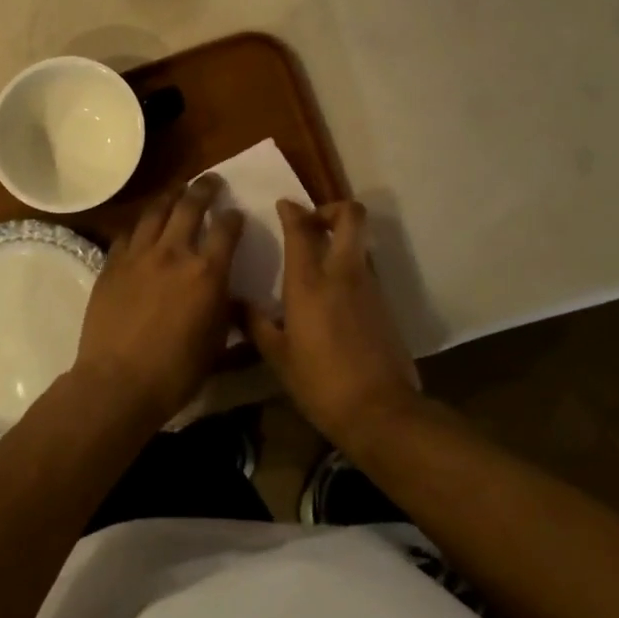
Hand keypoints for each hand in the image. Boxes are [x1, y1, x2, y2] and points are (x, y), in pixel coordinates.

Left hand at [71, 175, 244, 429]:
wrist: (118, 382)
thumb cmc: (175, 372)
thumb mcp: (216, 344)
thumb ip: (224, 310)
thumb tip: (229, 293)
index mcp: (206, 272)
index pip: (227, 229)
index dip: (234, 218)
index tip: (236, 213)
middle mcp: (174, 253)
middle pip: (191, 205)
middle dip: (204, 188)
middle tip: (211, 180)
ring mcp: (139, 255)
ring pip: (156, 210)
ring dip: (171, 196)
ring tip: (178, 190)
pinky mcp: (112, 263)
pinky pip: (128, 233)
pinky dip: (140, 226)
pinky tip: (143, 228)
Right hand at [248, 199, 420, 446]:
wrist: (381, 411)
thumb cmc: (320, 382)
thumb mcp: (278, 356)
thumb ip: (255, 323)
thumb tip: (233, 302)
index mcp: (309, 282)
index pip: (301, 227)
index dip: (291, 210)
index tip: (283, 206)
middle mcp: (342, 273)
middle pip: (350, 216)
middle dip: (332, 208)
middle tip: (312, 223)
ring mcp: (369, 286)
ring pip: (359, 243)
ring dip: (340, 240)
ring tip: (317, 261)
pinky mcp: (384, 304)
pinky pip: (364, 271)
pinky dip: (348, 269)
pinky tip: (332, 297)